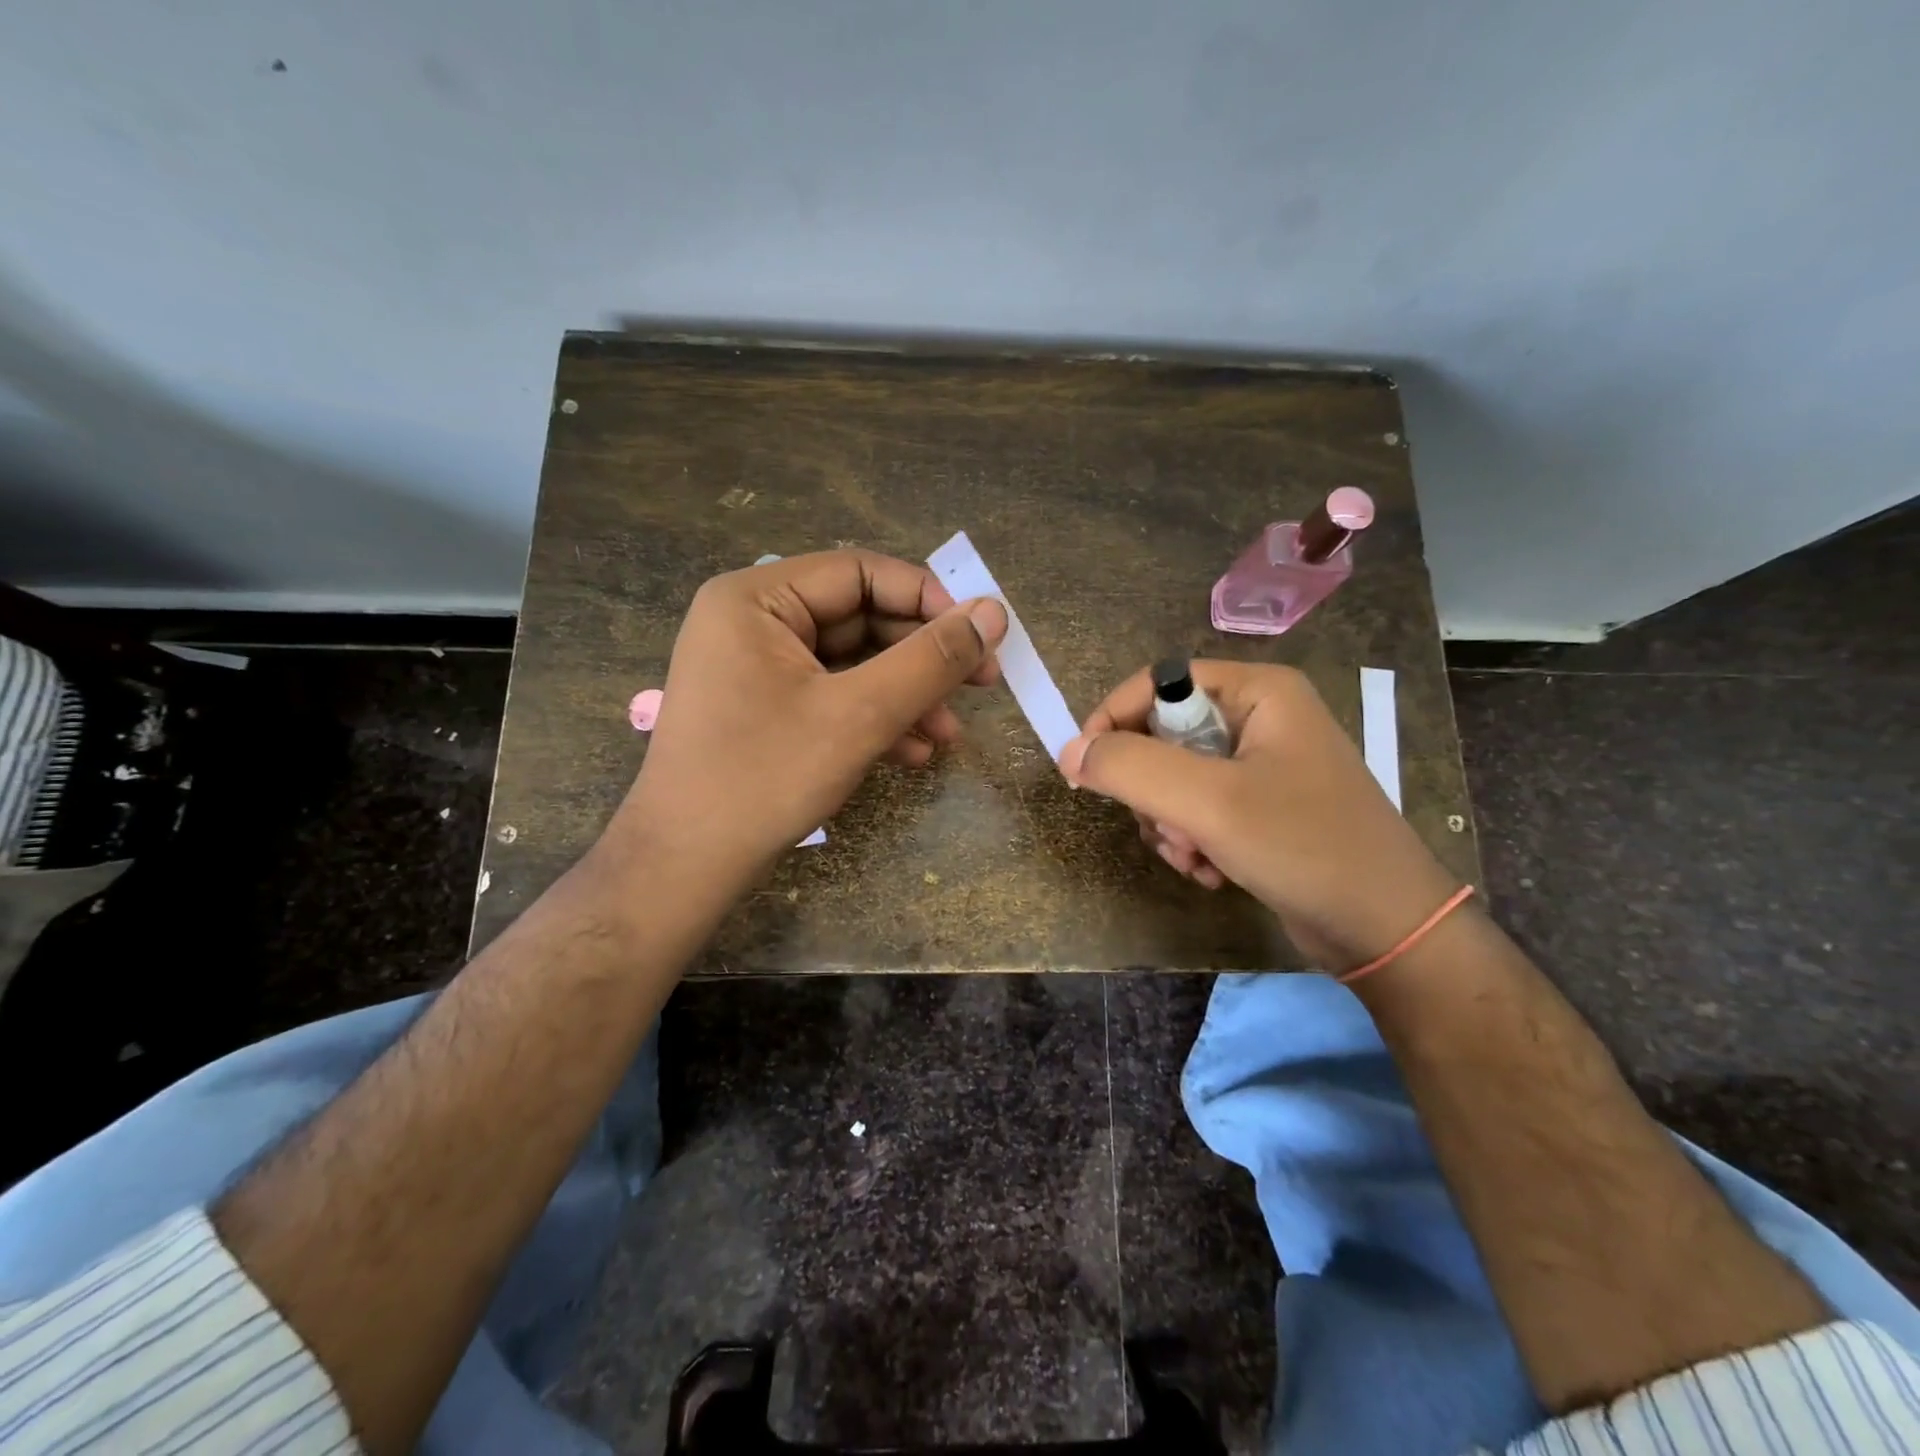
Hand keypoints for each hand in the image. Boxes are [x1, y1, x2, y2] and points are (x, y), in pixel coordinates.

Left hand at [611, 550, 1007, 888]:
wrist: (685, 867)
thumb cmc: (765, 778)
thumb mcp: (859, 714)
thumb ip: (931, 660)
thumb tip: (995, 612)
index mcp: (757, 598)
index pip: (861, 573)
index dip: (929, 599)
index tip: (982, 634)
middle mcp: (752, 620)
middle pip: (859, 619)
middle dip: (921, 659)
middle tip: (982, 686)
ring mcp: (756, 667)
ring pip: (852, 664)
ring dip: (906, 696)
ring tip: (949, 736)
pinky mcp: (765, 708)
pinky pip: (831, 696)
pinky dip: (874, 720)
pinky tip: (913, 755)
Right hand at [1059, 661, 1459, 970]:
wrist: (1387, 930)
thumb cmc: (1303, 846)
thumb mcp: (1209, 802)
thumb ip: (1130, 768)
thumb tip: (1069, 752)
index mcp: (1257, 691)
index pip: (1159, 682)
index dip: (1113, 720)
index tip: (1085, 770)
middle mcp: (1260, 718)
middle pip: (1163, 736)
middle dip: (1152, 791)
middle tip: (1168, 829)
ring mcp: (1262, 766)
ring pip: (1174, 780)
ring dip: (1169, 824)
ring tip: (1195, 858)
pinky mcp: (1261, 809)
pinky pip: (1198, 811)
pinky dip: (1192, 842)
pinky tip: (1211, 872)